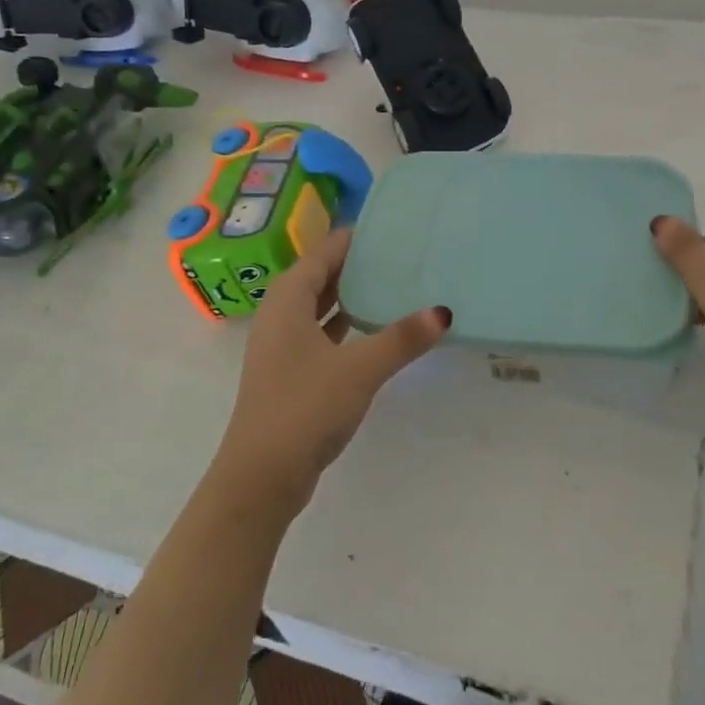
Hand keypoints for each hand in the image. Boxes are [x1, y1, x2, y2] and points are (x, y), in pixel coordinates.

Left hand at [212, 228, 449, 519]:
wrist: (262, 475)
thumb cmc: (305, 408)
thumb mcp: (360, 369)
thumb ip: (401, 339)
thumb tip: (442, 312)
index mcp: (288, 300)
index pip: (322, 253)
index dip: (352, 239)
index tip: (388, 228)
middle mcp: (280, 315)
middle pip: (320, 276)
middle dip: (355, 265)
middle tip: (398, 254)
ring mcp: (282, 346)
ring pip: (319, 307)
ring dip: (350, 296)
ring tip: (391, 285)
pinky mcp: (289, 372)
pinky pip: (320, 334)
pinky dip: (344, 326)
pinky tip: (372, 331)